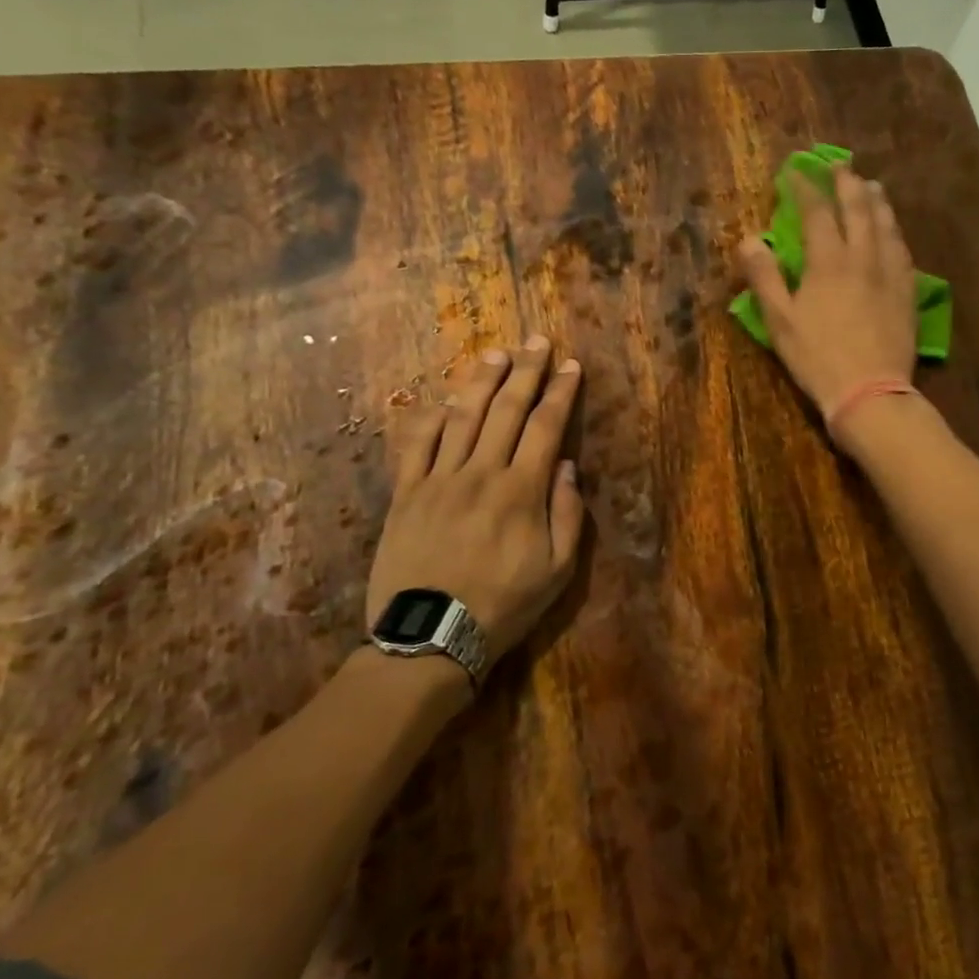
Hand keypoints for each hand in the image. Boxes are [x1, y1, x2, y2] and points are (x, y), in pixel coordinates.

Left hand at [365, 336, 585, 672]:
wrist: (429, 637)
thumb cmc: (503, 606)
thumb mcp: (557, 571)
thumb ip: (567, 514)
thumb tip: (566, 465)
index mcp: (522, 491)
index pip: (546, 426)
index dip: (560, 392)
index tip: (571, 365)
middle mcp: (481, 473)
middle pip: (506, 410)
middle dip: (526, 371)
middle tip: (537, 341)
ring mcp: (438, 480)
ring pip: (463, 417)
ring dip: (482, 381)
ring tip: (496, 354)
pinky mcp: (406, 493)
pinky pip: (418, 444)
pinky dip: (434, 416)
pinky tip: (447, 398)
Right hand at [736, 164, 918, 427]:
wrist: (870, 391)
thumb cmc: (817, 358)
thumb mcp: (780, 321)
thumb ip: (764, 277)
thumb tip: (749, 239)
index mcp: (828, 261)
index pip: (816, 212)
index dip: (805, 188)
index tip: (795, 172)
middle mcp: (863, 257)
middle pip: (858, 209)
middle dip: (847, 184)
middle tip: (841, 165)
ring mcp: (890, 274)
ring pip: (886, 226)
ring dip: (877, 202)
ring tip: (872, 187)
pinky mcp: (907, 293)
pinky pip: (903, 251)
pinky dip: (895, 232)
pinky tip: (894, 233)